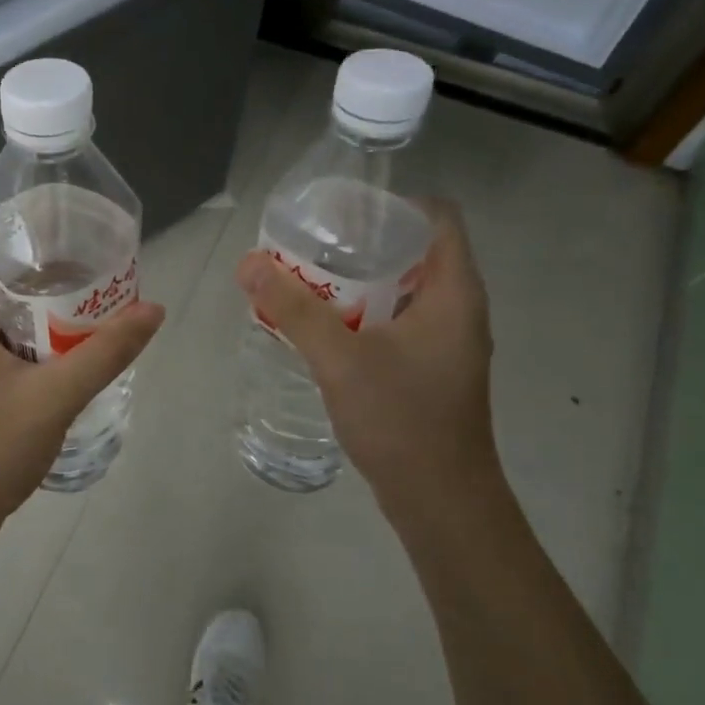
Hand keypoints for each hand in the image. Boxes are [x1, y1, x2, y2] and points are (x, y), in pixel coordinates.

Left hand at [0, 235, 163, 541]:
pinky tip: (52, 342)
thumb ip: (106, 351)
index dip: (13, 228)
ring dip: (23, 299)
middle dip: (30, 264)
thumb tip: (153, 309)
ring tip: (75, 295)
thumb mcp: (56, 396)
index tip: (60, 227)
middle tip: (81, 262)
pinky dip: (13, 328)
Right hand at [236, 200, 502, 520]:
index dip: (393, 203)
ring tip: (305, 275)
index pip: (437, 217)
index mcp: (454, 292)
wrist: (440, 501)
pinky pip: (394, 321)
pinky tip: (320, 324)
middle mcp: (457, 309)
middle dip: (361, 241)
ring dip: (356, 278)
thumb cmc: (402, 420)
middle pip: (414, 250)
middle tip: (309, 240)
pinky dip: (360, 311)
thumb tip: (248, 263)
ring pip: (401, 288)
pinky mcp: (428, 368)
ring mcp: (445, 341)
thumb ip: (293, 308)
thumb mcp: (340, 358)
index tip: (342, 209)